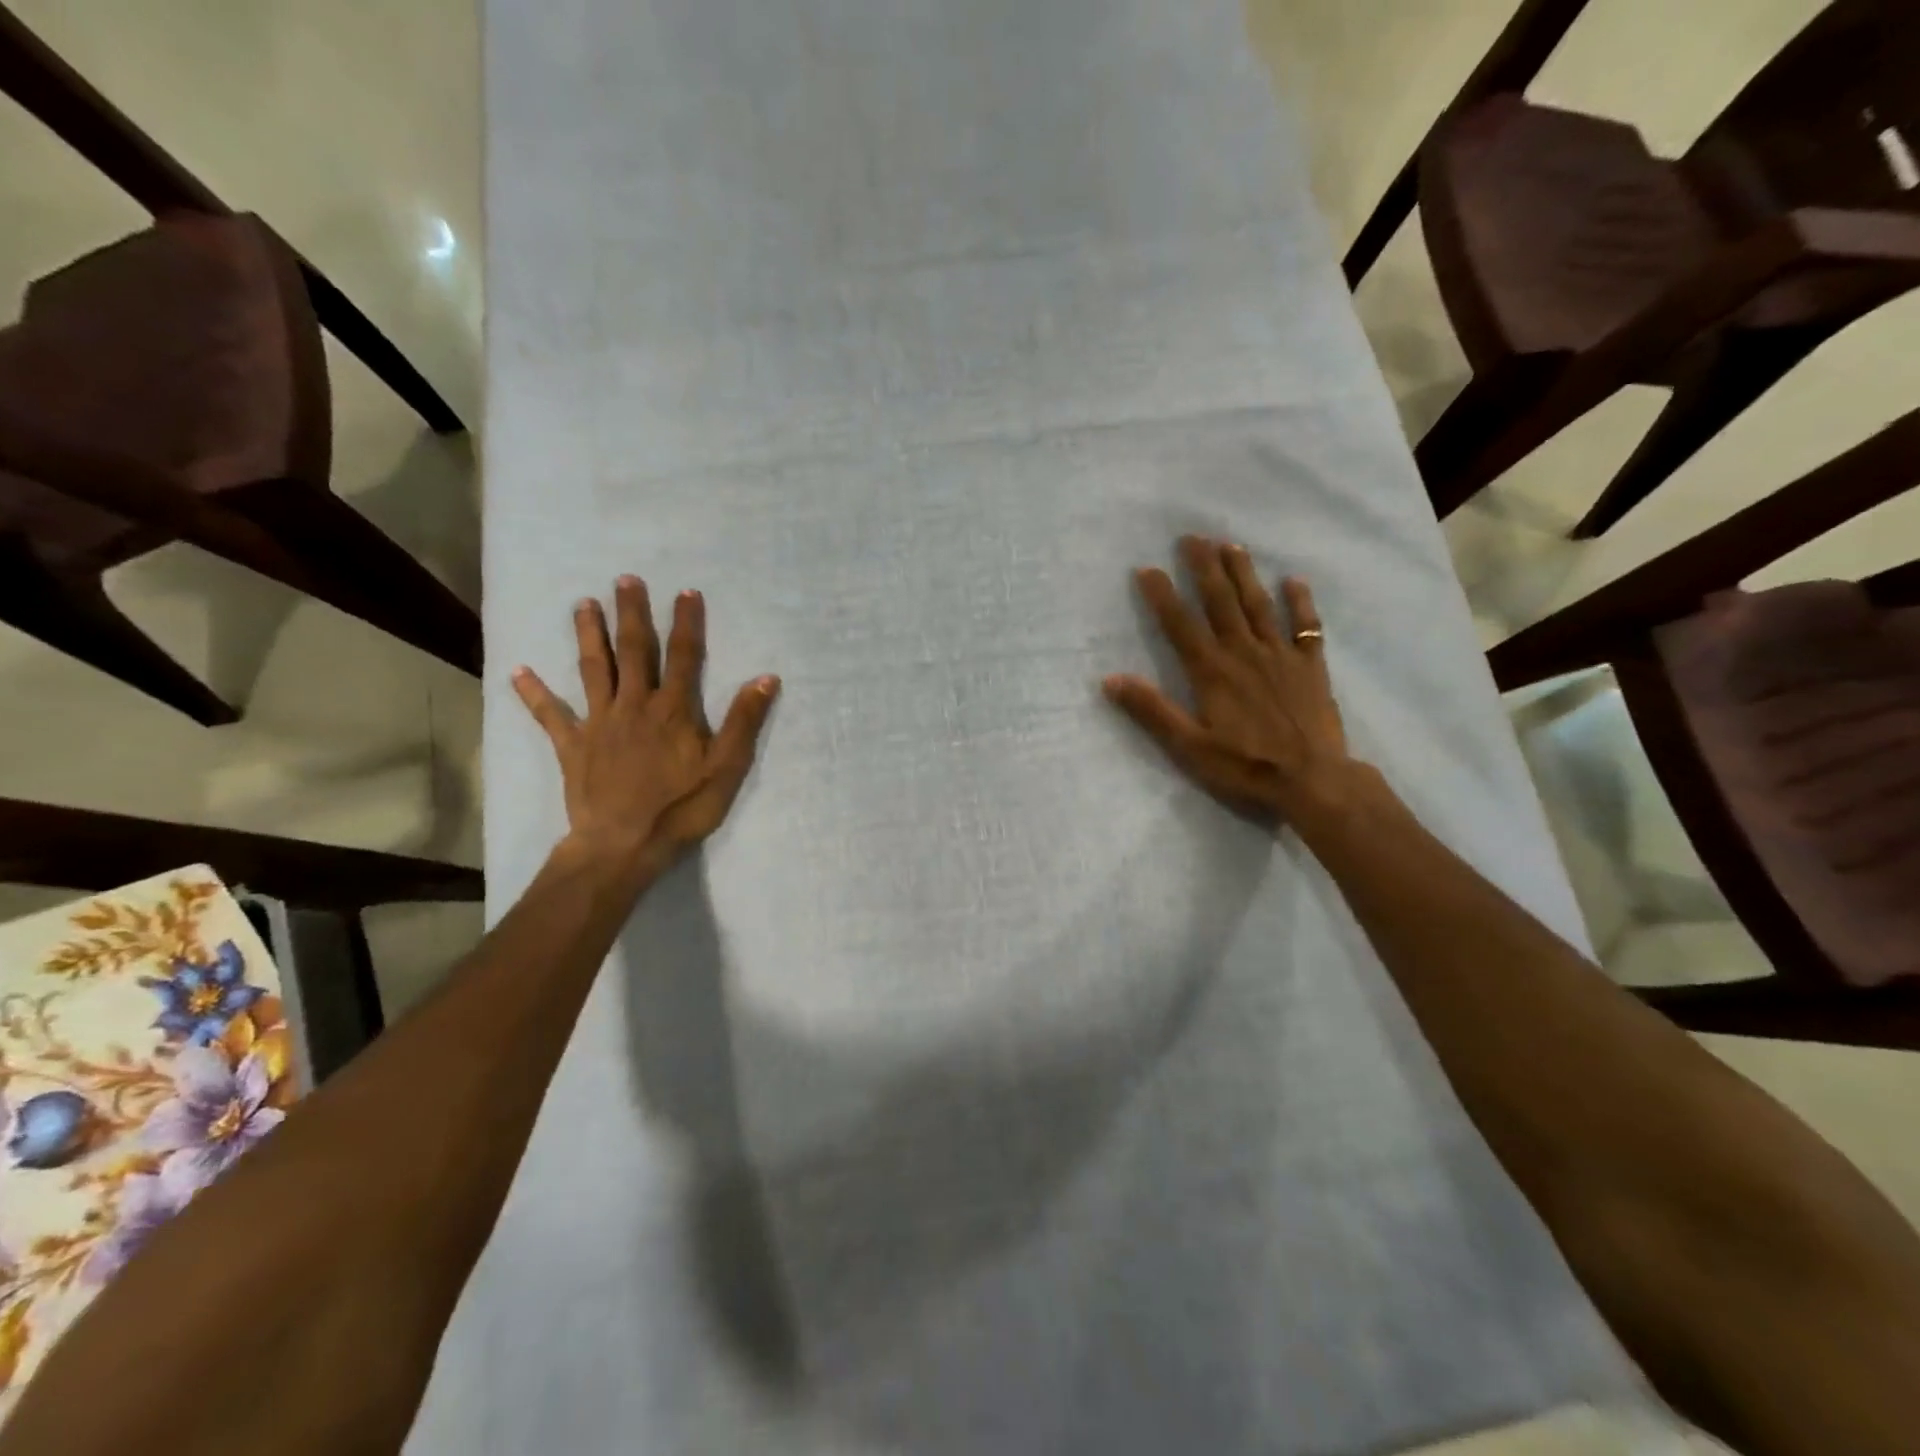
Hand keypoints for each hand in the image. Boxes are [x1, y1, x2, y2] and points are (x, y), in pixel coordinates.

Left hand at [514, 576, 779, 885]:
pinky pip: (551, 715)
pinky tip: (518, 671)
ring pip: (593, 670)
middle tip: (625, 580)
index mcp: (673, 710)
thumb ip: (744, 721)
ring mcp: (599, 723)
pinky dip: (534, 694)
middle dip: (632, 614)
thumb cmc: (681, 807)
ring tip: (583, 604)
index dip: (687, 623)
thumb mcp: (727, 767)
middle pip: (634, 652)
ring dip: (589, 636)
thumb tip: (766, 678)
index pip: (685, 657)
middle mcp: (634, 705)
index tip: (686, 591)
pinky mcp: (573, 746)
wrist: (624, 844)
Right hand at [1104, 537, 1357, 824]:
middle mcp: (1244, 653)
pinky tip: (1294, 580)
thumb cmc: (1245, 767)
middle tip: (1192, 537)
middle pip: (1220, 602)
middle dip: (1204, 568)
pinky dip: (1300, 602)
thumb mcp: (1189, 746)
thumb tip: (1110, 680)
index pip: (1180, 624)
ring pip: (1258, 605)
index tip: (1147, 568)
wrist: (1312, 780)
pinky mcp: (1310, 667)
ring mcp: (1280, 656)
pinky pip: (1306, 627)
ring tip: (1231, 546)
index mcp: (1212, 671)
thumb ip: (1152, 711)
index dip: (1162, 595)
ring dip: (1243, 574)